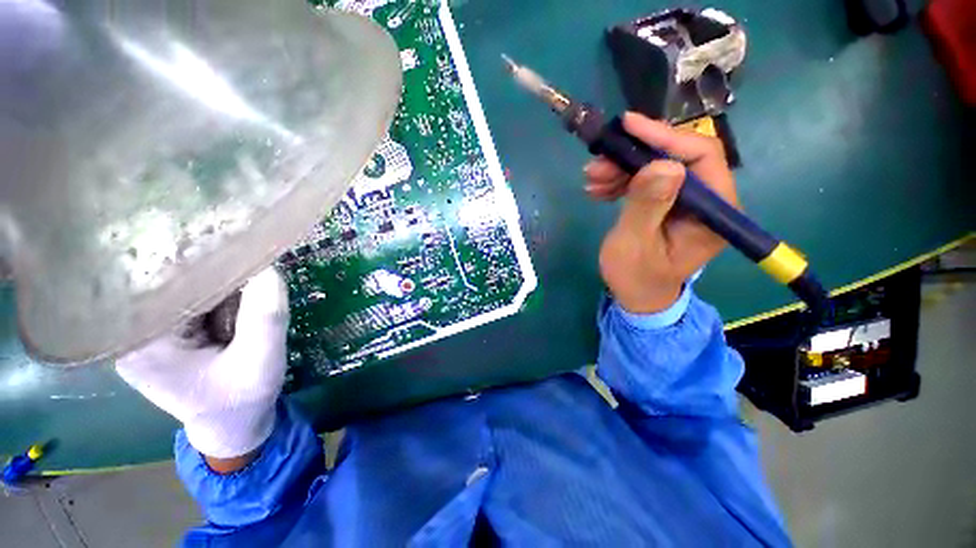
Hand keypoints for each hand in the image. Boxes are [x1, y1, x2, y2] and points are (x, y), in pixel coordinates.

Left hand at [116, 268, 288, 469]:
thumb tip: (269, 267)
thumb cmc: (241, 400)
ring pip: (187, 285)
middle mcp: (131, 329)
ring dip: (224, 287)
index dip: (204, 261)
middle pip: (173, 280)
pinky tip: (238, 307)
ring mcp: (148, 328)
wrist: (234, 425)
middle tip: (256, 277)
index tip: (241, 250)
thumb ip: (266, 315)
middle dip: (220, 277)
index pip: (163, 280)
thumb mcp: (262, 360)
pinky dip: (222, 296)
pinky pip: (194, 296)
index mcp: (139, 341)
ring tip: (247, 300)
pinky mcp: (167, 329)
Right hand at [585, 113, 738, 313]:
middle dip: (633, 156)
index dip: (665, 137)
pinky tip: (599, 188)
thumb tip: (661, 165)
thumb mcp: (635, 245)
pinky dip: (620, 179)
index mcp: (714, 212)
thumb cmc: (636, 277)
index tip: (628, 127)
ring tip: (591, 179)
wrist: (636, 295)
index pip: (702, 157)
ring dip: (621, 168)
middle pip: (675, 157)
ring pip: (656, 166)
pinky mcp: (668, 203)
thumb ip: (647, 207)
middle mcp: (707, 200)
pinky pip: (646, 180)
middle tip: (597, 164)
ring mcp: (687, 201)